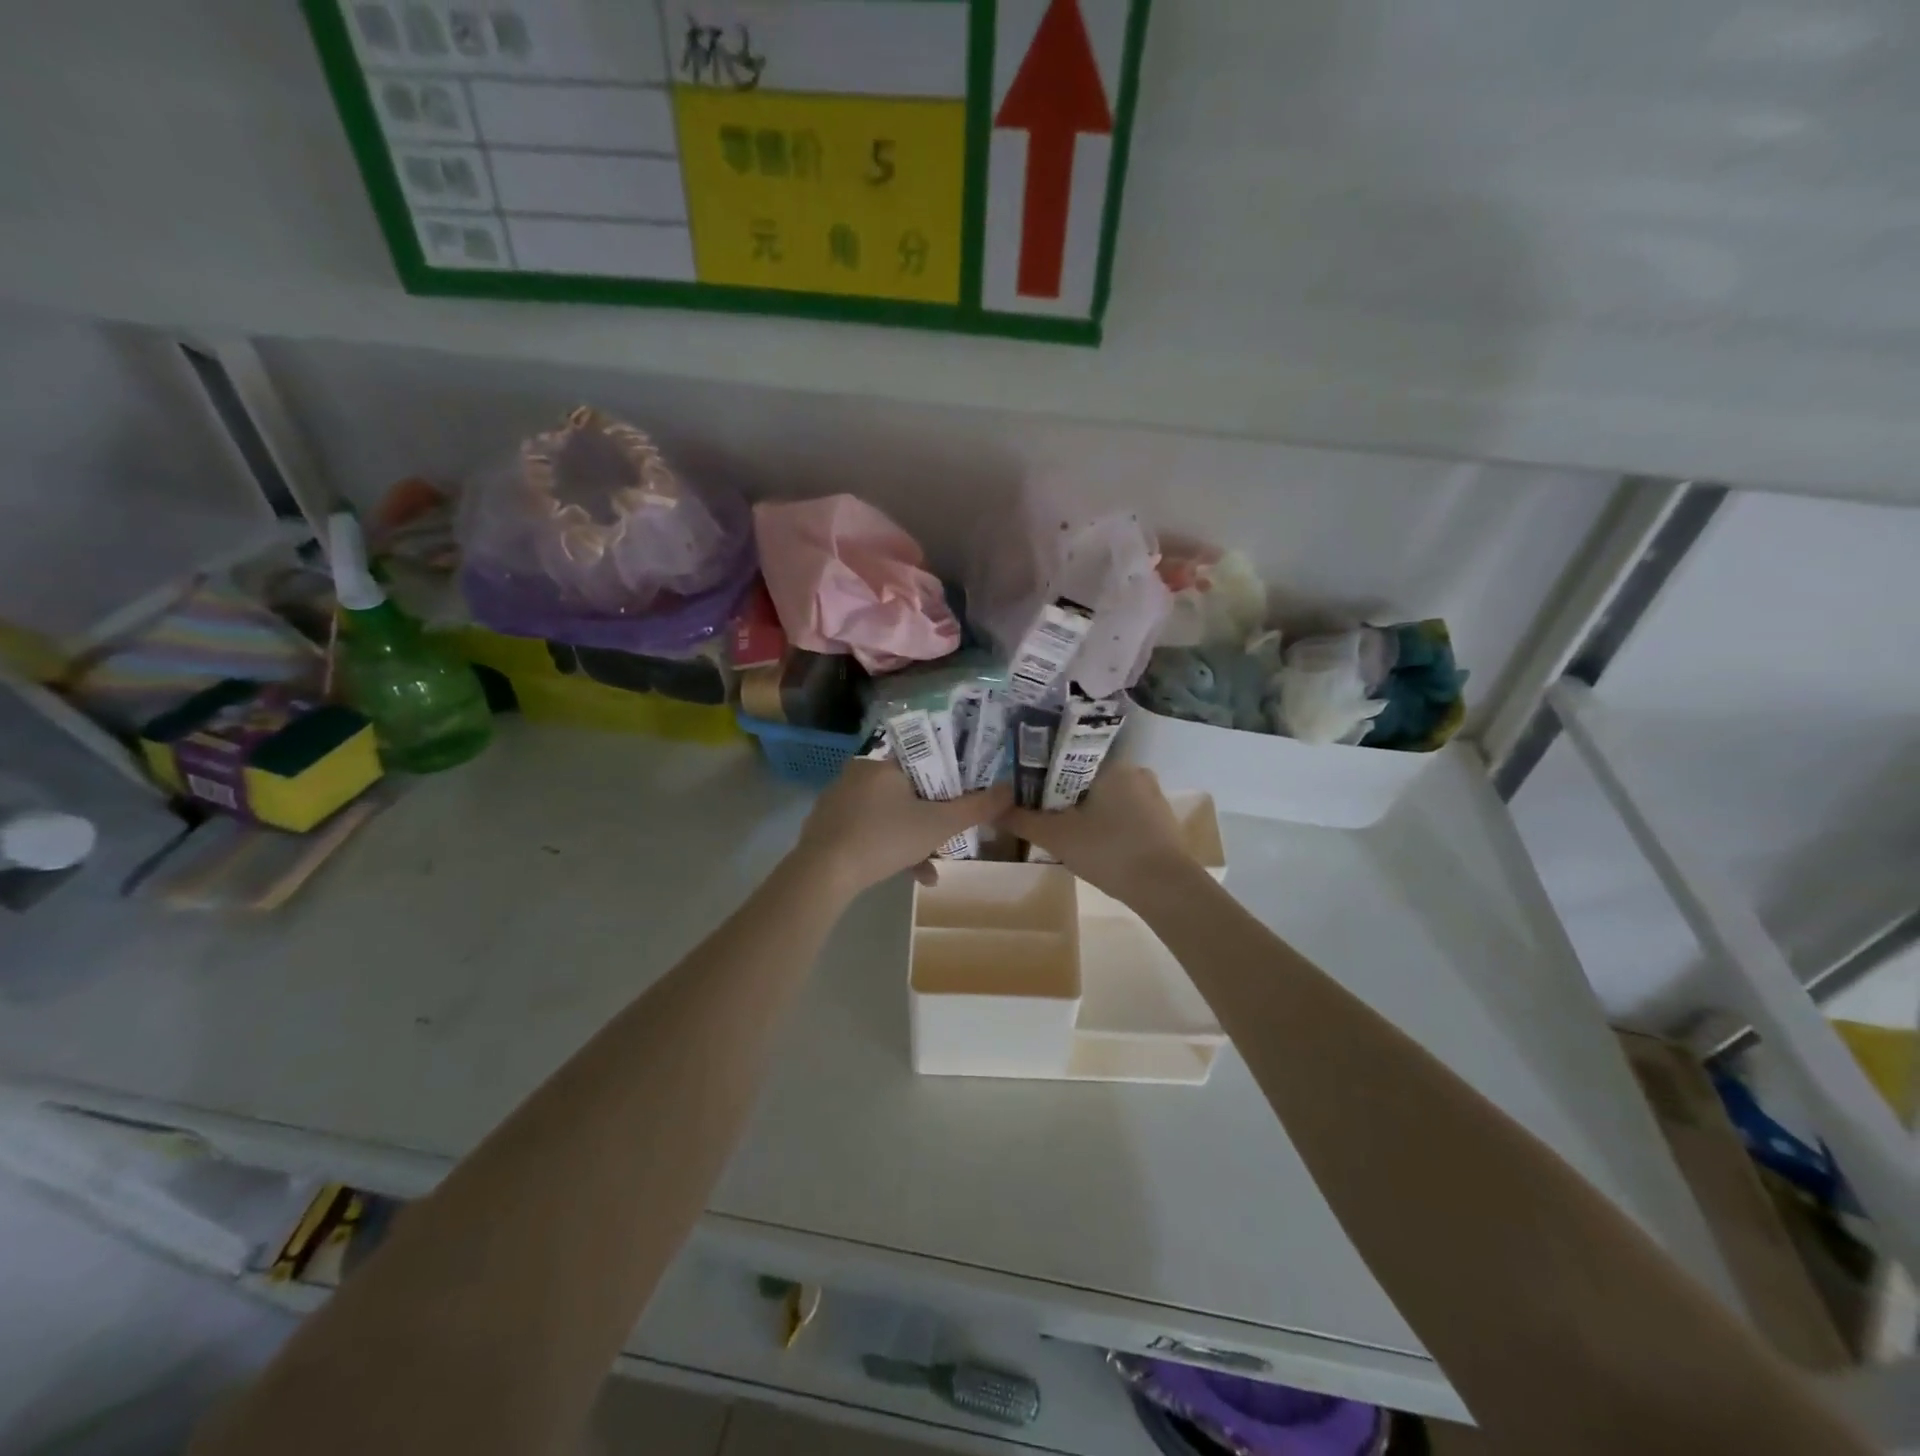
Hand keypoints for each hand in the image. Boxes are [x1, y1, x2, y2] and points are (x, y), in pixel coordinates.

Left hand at [794, 760, 1012, 899]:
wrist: (823, 873)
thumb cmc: (885, 838)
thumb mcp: (939, 825)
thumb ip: (977, 807)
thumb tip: (1011, 789)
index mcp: (884, 763)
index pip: (923, 759)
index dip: (947, 778)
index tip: (960, 799)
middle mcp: (858, 773)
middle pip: (907, 790)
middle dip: (930, 818)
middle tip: (946, 839)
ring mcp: (838, 800)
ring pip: (888, 814)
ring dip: (912, 840)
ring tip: (929, 870)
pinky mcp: (826, 825)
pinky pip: (867, 829)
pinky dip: (887, 848)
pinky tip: (905, 875)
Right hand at [1000, 766, 1198, 901]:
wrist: (1167, 889)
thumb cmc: (1109, 852)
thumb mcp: (1057, 837)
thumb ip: (1022, 820)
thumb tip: (991, 809)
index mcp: (1111, 763)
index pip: (1067, 756)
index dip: (1042, 772)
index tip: (1024, 789)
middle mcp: (1135, 770)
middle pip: (1085, 777)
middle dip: (1062, 794)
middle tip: (1039, 813)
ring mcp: (1152, 795)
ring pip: (1105, 796)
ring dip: (1084, 810)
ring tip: (1063, 830)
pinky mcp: (1162, 820)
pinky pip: (1123, 812)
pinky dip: (1106, 823)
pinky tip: (1094, 843)